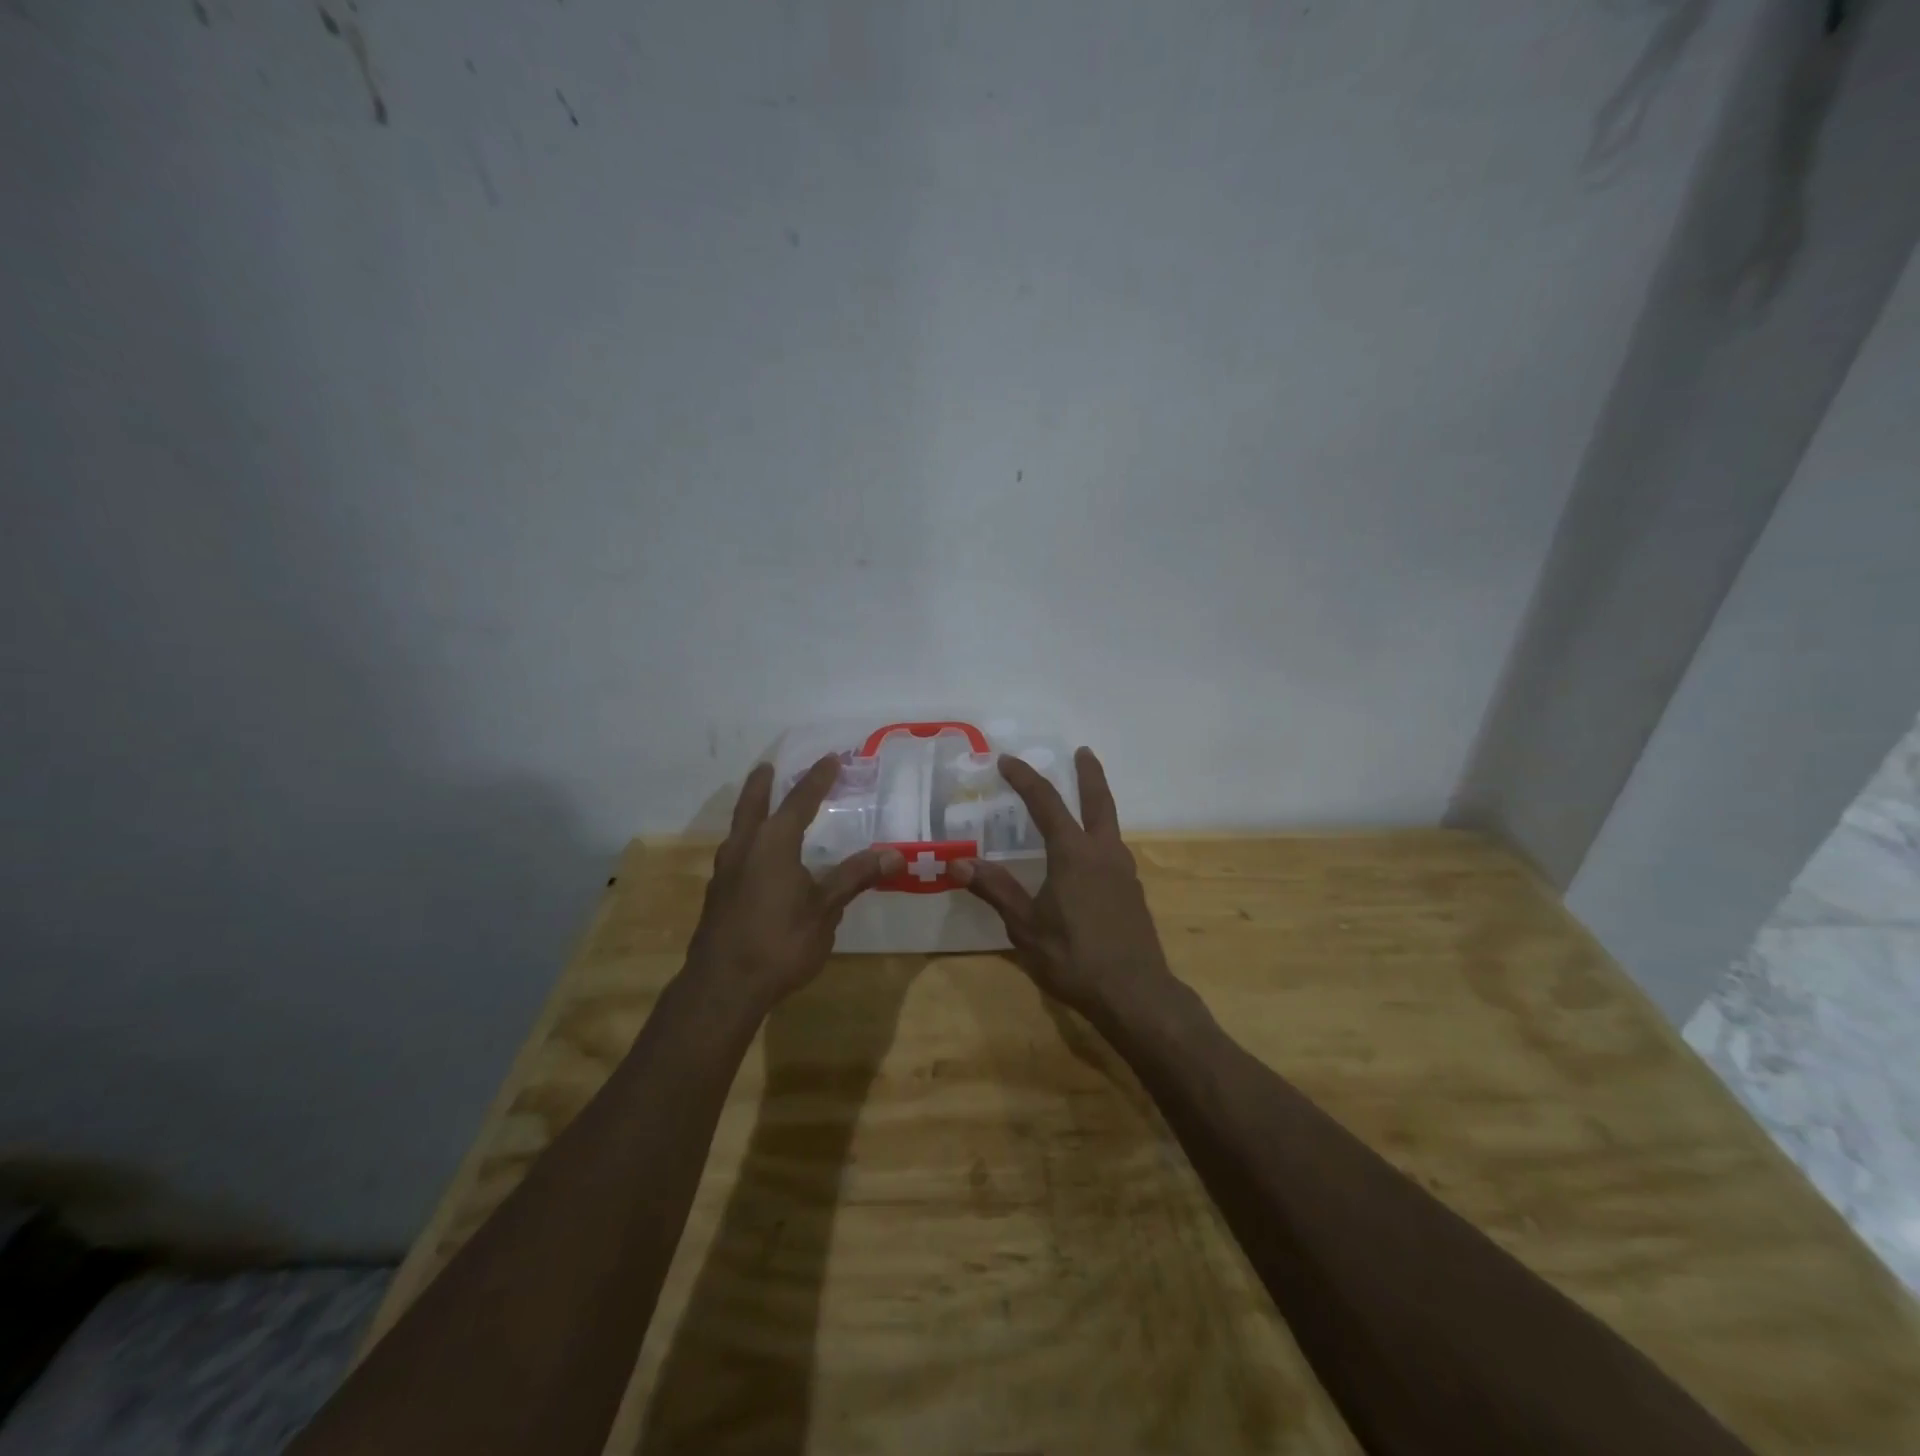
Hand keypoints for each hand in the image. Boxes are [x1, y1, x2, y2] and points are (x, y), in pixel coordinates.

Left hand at [684, 756, 903, 1013]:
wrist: (723, 987)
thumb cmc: (780, 942)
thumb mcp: (825, 910)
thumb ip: (855, 878)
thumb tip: (895, 854)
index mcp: (773, 843)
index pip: (799, 801)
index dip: (817, 780)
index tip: (831, 759)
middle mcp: (744, 848)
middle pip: (753, 805)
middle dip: (762, 785)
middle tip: (768, 767)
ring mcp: (725, 871)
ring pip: (739, 829)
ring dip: (751, 812)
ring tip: (762, 809)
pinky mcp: (717, 895)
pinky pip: (735, 853)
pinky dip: (748, 840)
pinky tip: (757, 859)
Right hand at [951, 747, 1177, 1021]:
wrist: (1136, 994)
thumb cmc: (1074, 958)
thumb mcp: (1025, 927)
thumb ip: (995, 890)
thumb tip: (957, 863)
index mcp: (1074, 853)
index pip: (1046, 803)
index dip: (1025, 779)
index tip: (1007, 760)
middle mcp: (1103, 852)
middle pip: (1098, 801)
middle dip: (1089, 773)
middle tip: (1083, 751)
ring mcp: (1124, 872)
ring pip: (1110, 824)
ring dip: (1097, 803)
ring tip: (1082, 801)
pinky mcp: (1132, 892)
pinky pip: (1113, 849)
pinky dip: (1099, 835)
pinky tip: (1089, 856)